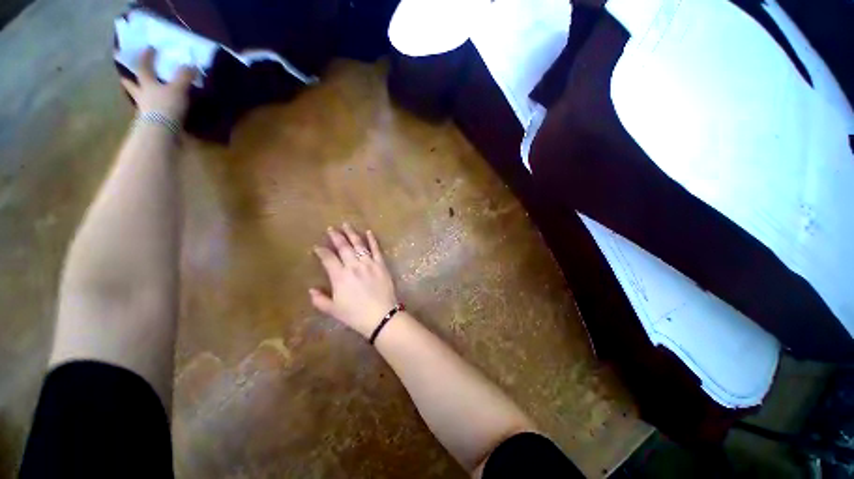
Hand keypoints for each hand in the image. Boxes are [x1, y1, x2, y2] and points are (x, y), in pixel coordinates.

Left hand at [120, 47, 195, 121]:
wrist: (162, 132)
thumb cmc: (166, 106)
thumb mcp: (178, 89)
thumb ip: (184, 76)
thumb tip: (190, 64)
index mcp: (147, 84)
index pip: (144, 67)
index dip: (146, 57)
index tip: (149, 48)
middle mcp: (142, 96)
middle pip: (132, 86)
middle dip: (129, 81)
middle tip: (124, 76)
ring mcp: (145, 110)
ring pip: (139, 100)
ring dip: (138, 97)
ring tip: (141, 96)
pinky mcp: (152, 123)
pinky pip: (149, 114)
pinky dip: (151, 111)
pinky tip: (155, 112)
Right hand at [310, 224, 399, 338]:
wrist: (381, 315)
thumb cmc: (355, 315)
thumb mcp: (333, 310)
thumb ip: (320, 299)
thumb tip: (311, 289)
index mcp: (339, 276)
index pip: (328, 258)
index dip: (321, 251)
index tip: (317, 247)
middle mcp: (353, 266)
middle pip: (343, 247)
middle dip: (336, 236)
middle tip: (331, 228)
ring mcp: (369, 263)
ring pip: (359, 245)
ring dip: (352, 234)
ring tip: (346, 224)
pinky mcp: (381, 265)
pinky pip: (376, 249)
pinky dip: (372, 240)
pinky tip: (369, 232)